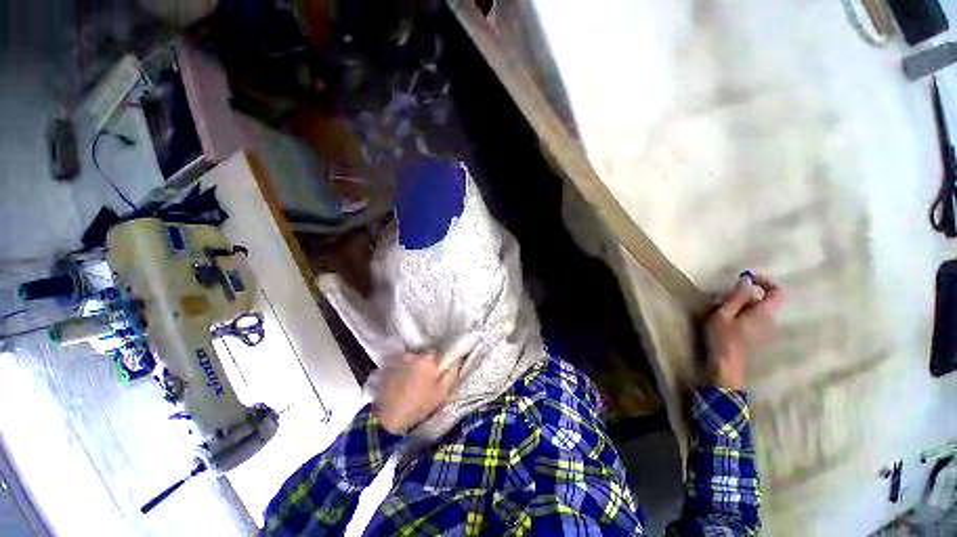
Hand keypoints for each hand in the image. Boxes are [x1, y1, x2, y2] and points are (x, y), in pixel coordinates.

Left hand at [374, 353, 457, 433]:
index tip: (438, 374)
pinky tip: (401, 383)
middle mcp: (412, 355)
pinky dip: (401, 370)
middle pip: (423, 356)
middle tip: (425, 378)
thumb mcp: (442, 391)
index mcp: (428, 359)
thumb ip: (451, 373)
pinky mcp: (386, 368)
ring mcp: (398, 360)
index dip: (439, 364)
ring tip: (412, 381)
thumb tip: (455, 361)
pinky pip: (398, 365)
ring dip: (413, 366)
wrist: (391, 417)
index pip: (438, 354)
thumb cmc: (420, 404)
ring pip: (410, 359)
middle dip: (425, 364)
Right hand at [705, 274, 782, 389]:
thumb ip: (736, 297)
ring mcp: (763, 330)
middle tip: (720, 295)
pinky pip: (750, 318)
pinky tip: (721, 318)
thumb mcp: (723, 314)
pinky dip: (738, 313)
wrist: (725, 366)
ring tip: (717, 307)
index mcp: (763, 313)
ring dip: (738, 304)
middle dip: (743, 294)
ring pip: (754, 309)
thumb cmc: (723, 339)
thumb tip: (746, 281)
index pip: (776, 292)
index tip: (747, 277)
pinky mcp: (754, 336)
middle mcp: (768, 320)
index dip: (765, 281)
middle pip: (761, 300)